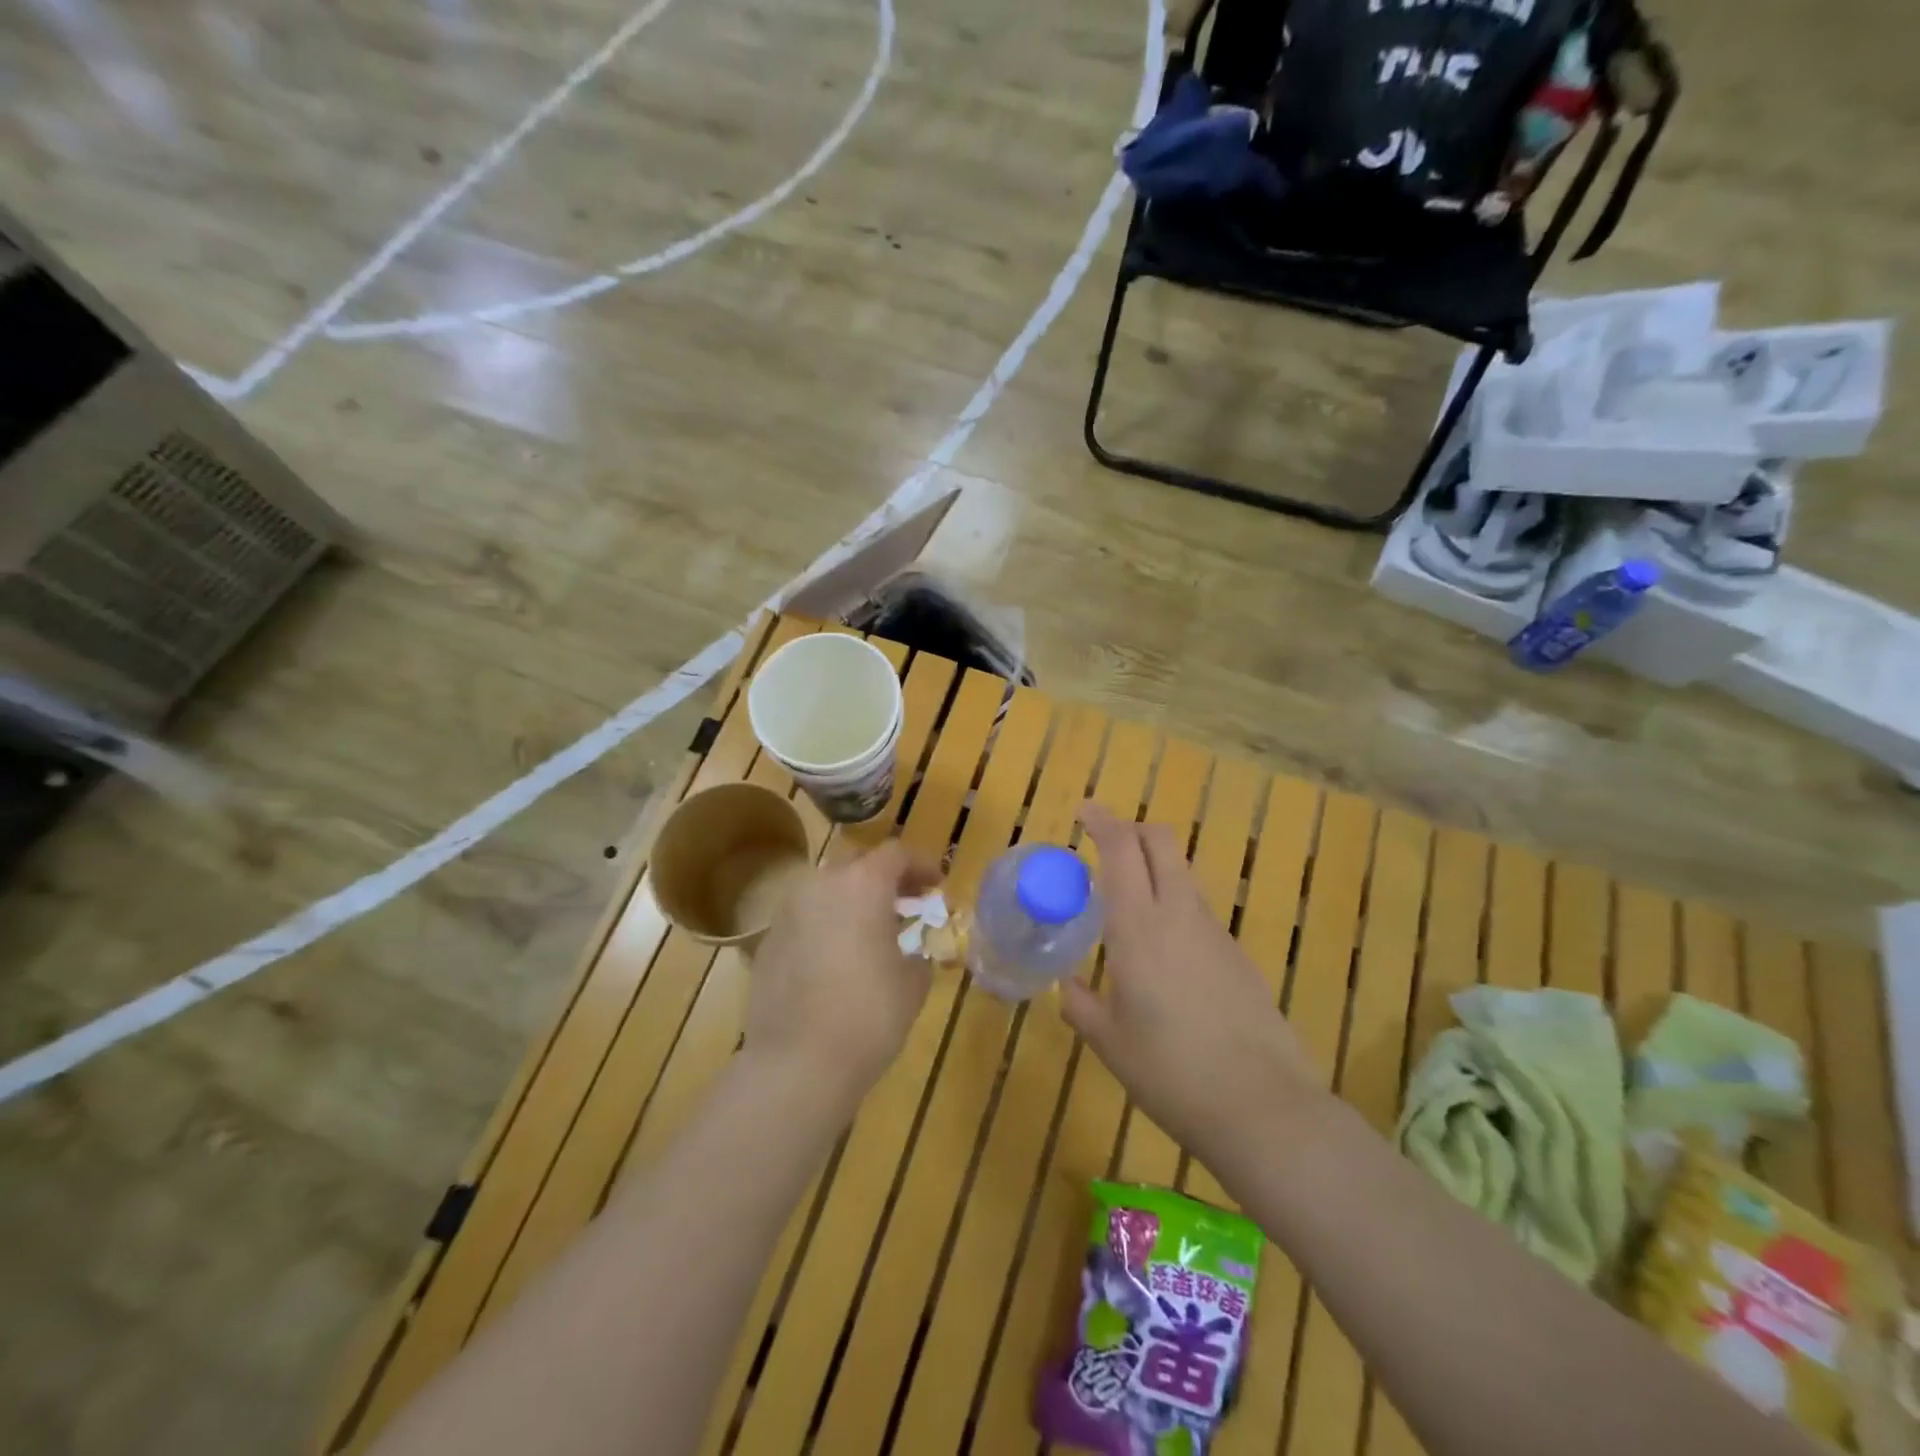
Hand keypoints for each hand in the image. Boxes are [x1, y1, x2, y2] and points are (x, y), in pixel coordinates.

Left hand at [743, 840, 940, 1106]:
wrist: (797, 1062)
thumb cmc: (869, 1015)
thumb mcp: (912, 984)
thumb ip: (917, 955)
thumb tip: (913, 953)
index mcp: (863, 884)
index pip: (896, 854)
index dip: (920, 865)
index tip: (936, 884)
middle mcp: (821, 885)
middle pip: (857, 863)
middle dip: (883, 878)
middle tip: (905, 903)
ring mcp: (788, 912)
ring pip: (826, 889)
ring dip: (851, 900)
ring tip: (870, 931)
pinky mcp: (768, 941)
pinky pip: (805, 919)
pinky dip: (825, 925)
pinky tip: (836, 959)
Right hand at [1061, 805, 1323, 1161]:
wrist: (1261, 1106)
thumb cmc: (1169, 1071)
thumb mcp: (1110, 1042)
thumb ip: (1081, 1005)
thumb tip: (1068, 986)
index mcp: (1138, 927)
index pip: (1123, 849)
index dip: (1102, 821)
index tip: (1084, 812)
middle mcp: (1179, 915)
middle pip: (1162, 843)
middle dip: (1133, 830)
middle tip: (1107, 843)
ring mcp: (1215, 932)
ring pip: (1183, 875)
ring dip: (1155, 869)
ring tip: (1129, 903)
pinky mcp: (1239, 955)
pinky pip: (1199, 912)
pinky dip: (1175, 908)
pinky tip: (1165, 956)